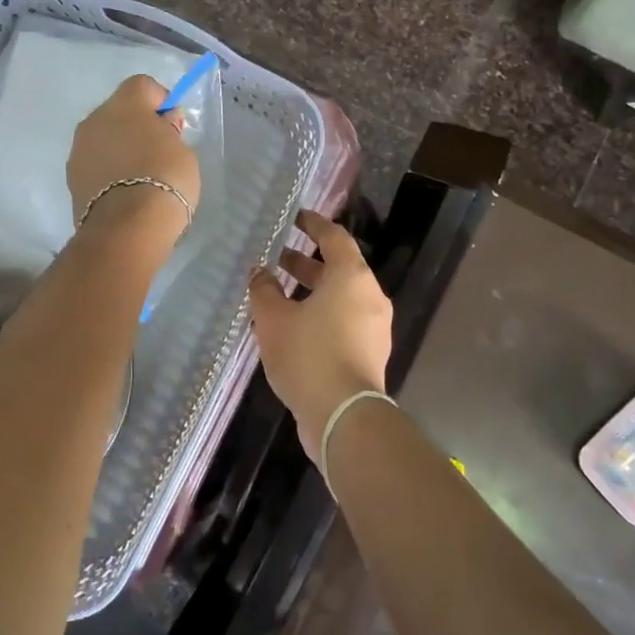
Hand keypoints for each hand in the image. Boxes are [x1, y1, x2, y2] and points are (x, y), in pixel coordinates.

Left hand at [67, 75, 200, 238]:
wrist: (127, 226)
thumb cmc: (165, 179)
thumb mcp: (183, 150)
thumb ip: (169, 132)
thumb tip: (160, 126)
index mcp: (125, 104)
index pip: (143, 85)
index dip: (160, 101)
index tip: (173, 126)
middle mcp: (94, 118)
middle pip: (118, 111)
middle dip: (137, 125)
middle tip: (158, 152)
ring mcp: (78, 149)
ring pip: (103, 138)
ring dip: (119, 148)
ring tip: (139, 177)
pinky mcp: (71, 178)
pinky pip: (95, 164)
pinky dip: (108, 171)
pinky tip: (124, 192)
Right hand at [249, 210, 392, 461]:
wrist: (344, 417)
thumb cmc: (309, 355)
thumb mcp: (274, 319)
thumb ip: (264, 290)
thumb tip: (260, 272)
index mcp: (352, 277)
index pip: (334, 237)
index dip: (313, 224)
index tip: (295, 217)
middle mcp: (370, 296)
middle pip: (338, 268)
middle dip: (305, 261)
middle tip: (276, 256)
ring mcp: (374, 327)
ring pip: (340, 297)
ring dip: (311, 291)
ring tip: (276, 293)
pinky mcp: (370, 354)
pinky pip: (343, 321)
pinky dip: (320, 315)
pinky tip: (291, 327)